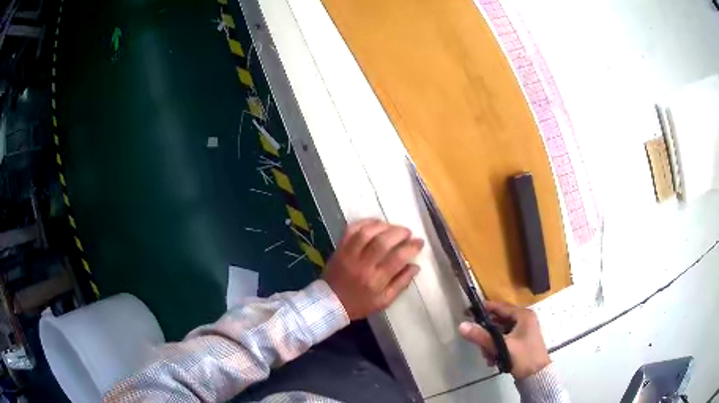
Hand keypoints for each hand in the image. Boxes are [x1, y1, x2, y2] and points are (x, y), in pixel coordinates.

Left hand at [323, 219, 423, 319]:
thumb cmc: (360, 304)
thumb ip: (401, 283)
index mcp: (376, 280)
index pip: (397, 258)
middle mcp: (363, 265)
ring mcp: (349, 255)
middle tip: (407, 232)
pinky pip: (351, 229)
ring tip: (393, 228)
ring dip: (383, 226)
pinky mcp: (340, 248)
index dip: (411, 247)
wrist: (329, 303)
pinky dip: (365, 222)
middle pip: (383, 242)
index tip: (419, 242)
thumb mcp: (384, 301)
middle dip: (399, 233)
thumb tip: (415, 266)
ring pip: (367, 233)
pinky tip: (375, 224)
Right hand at [458, 301, 549, 378]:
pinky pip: (504, 340)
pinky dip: (497, 348)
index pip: (500, 307)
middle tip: (479, 345)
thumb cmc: (523, 357)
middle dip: (487, 335)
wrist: (536, 375)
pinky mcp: (521, 341)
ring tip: (488, 357)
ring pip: (500, 333)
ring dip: (491, 344)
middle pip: (499, 321)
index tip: (467, 312)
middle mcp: (524, 320)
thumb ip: (482, 336)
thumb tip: (462, 325)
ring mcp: (524, 331)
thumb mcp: (501, 346)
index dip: (484, 309)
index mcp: (523, 315)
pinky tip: (493, 360)